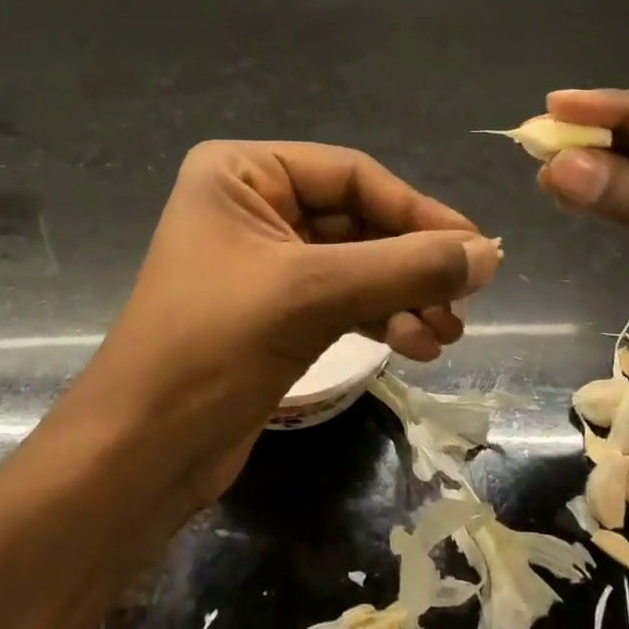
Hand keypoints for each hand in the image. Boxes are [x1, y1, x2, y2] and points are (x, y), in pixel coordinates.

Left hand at [37, 141, 500, 512]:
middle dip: (412, 264)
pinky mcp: (275, 309)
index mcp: (243, 172)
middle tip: (465, 301)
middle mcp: (254, 203)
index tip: (475, 249)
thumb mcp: (313, 296)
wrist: (138, 456)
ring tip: (445, 335)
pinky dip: (383, 316)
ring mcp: (266, 258)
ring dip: (405, 295)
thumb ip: (406, 269)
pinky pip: (345, 297)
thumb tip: (490, 255)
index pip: (353, 175)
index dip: (418, 211)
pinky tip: (416, 345)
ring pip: (358, 263)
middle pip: (360, 220)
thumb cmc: (212, 349)